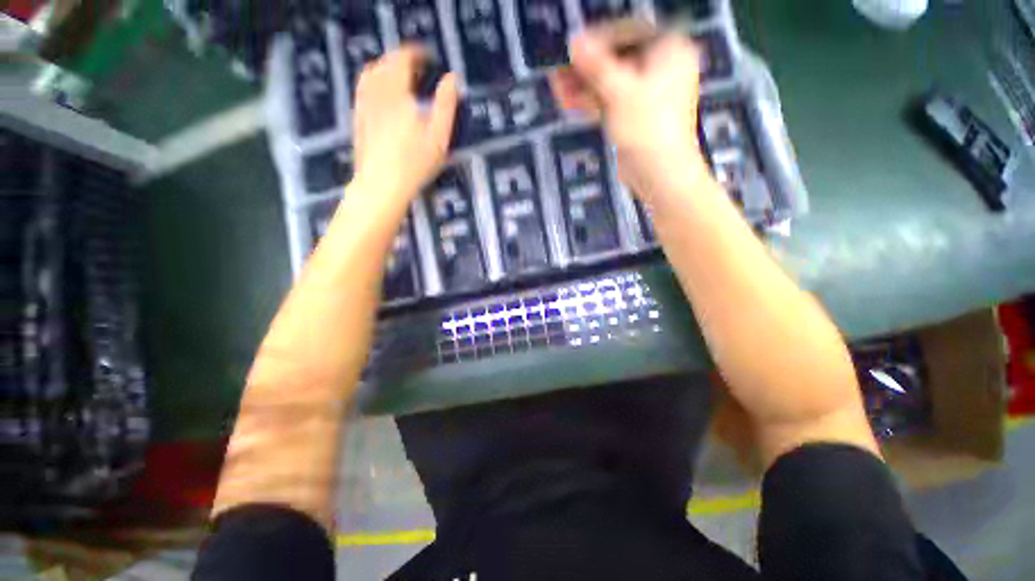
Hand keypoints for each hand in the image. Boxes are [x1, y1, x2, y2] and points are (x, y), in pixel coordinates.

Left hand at [352, 46, 458, 206]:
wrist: (382, 185)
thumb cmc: (415, 162)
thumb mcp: (439, 136)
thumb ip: (446, 104)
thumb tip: (452, 78)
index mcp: (398, 92)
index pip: (403, 59)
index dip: (416, 53)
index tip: (428, 56)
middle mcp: (377, 92)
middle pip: (385, 63)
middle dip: (401, 58)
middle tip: (416, 66)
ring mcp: (364, 105)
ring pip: (370, 74)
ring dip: (385, 67)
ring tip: (398, 75)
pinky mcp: (358, 120)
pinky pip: (362, 90)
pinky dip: (373, 82)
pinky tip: (381, 94)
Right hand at [553, 27, 708, 200]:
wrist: (659, 173)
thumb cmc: (647, 127)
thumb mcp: (620, 92)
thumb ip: (596, 66)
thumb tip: (573, 41)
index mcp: (669, 49)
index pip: (628, 32)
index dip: (597, 38)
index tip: (571, 47)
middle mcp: (660, 67)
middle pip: (616, 59)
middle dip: (586, 66)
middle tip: (558, 68)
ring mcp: (645, 94)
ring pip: (610, 82)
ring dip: (583, 85)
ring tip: (556, 85)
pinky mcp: (633, 116)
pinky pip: (610, 101)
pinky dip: (590, 101)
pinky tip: (567, 100)